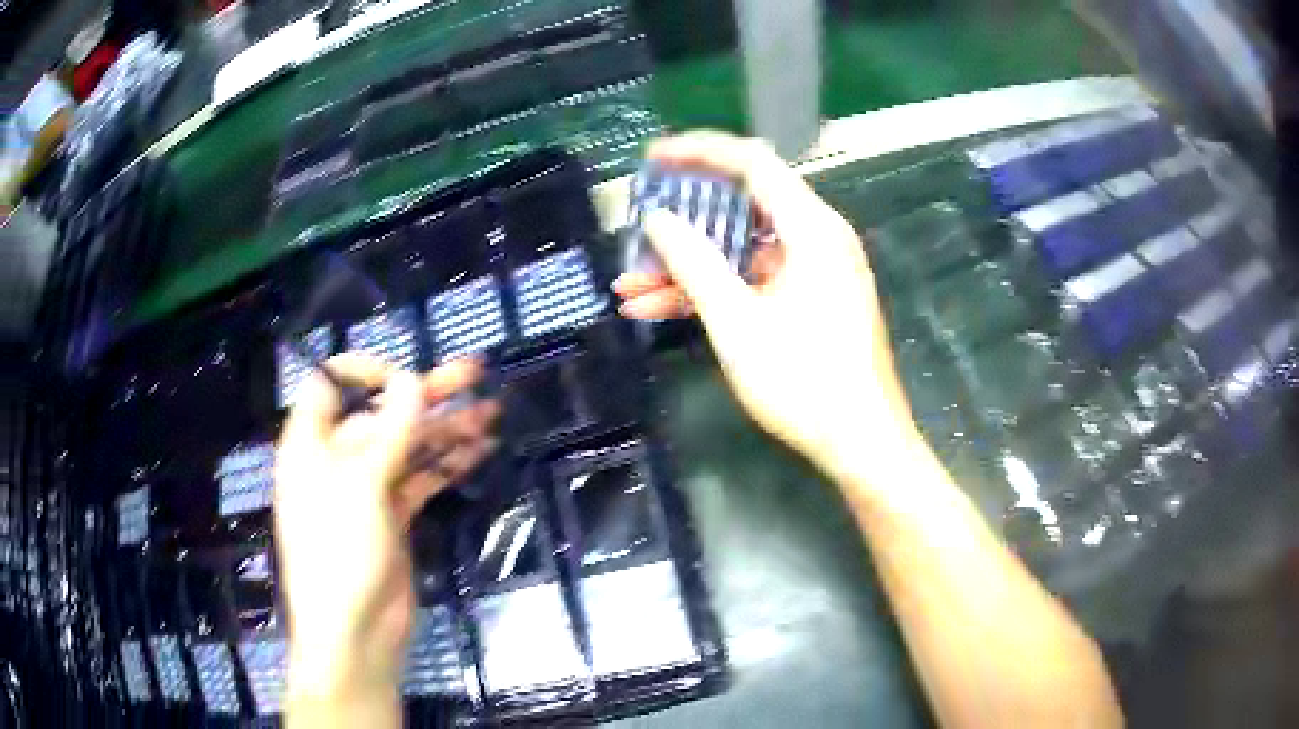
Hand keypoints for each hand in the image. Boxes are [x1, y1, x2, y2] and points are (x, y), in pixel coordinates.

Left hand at [274, 354, 497, 698]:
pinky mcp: (393, 516)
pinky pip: (422, 479)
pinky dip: (448, 464)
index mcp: (311, 443)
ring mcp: (367, 489)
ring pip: (408, 446)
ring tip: (491, 413)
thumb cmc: (340, 553)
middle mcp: (337, 459)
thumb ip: (390, 431)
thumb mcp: (361, 486)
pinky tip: (480, 450)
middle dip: (427, 394)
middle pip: (381, 413)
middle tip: (474, 373)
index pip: (330, 385)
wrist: (355, 633)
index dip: (364, 371)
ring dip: (447, 429)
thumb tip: (411, 378)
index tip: (405, 376)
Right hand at [614, 132, 918, 479]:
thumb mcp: (738, 321)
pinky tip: (659, 308)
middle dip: (684, 219)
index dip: (699, 152)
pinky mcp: (809, 300)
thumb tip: (659, 218)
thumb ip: (694, 263)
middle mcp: (817, 238)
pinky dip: (714, 289)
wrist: (861, 442)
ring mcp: (814, 271)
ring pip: (741, 250)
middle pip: (743, 206)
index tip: (653, 159)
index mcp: (811, 228)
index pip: (752, 163)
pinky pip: (754, 279)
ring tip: (631, 283)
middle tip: (639, 225)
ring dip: (689, 265)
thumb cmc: (805, 380)